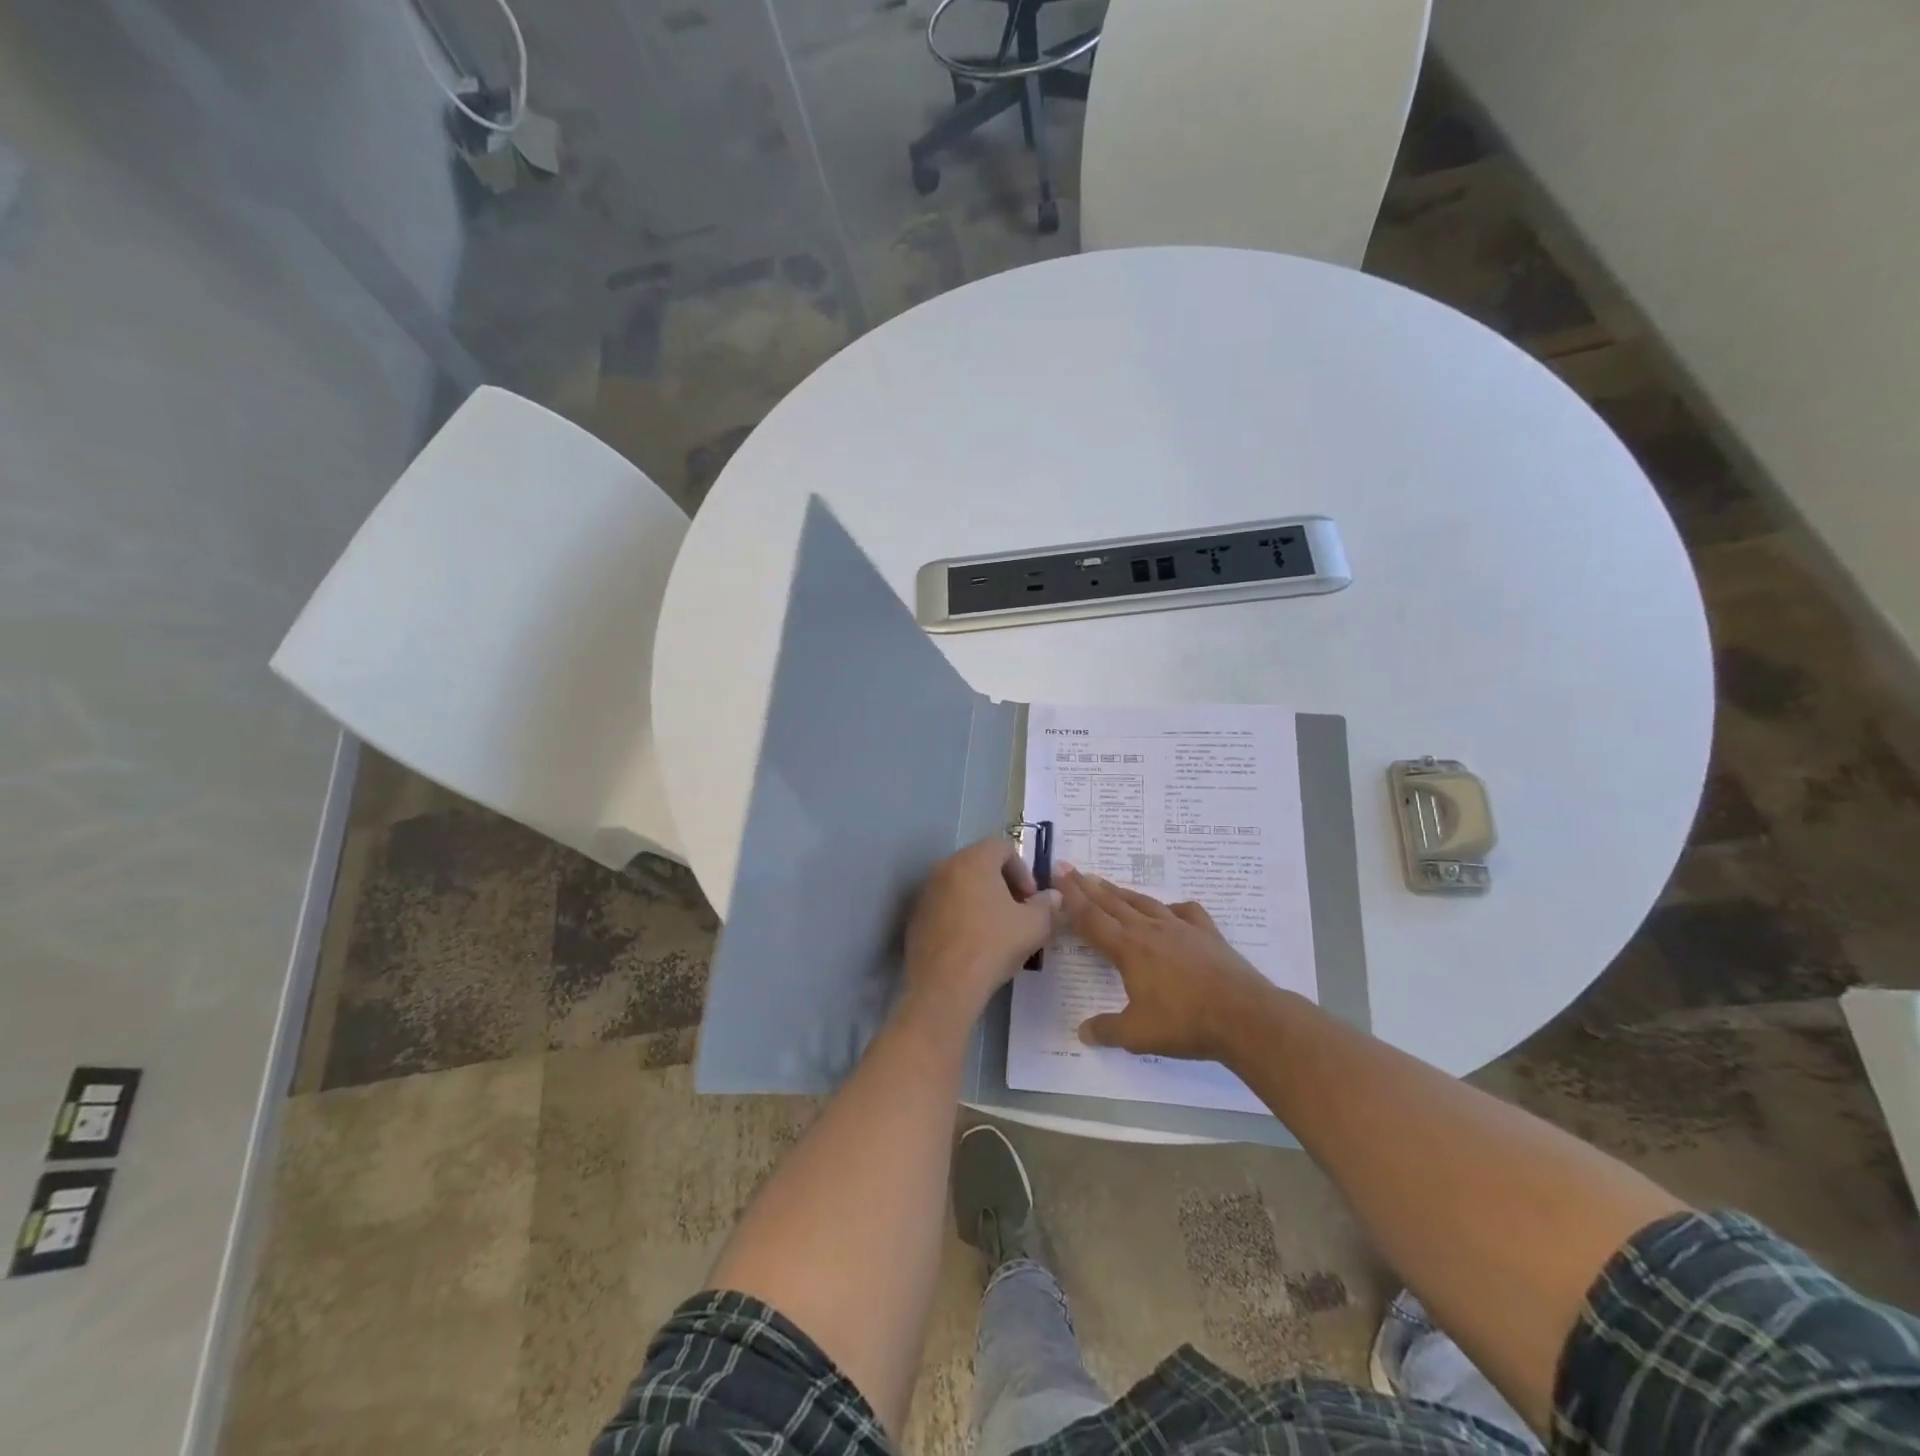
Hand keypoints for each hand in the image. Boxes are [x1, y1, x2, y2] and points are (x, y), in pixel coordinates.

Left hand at [900, 836, 1060, 1025]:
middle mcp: (946, 867)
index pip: (1003, 847)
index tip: (1031, 898)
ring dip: (981, 899)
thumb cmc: (993, 945)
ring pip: (961, 885)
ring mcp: (927, 891)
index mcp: (975, 860)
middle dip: (1003, 884)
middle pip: (980, 863)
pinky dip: (961, 915)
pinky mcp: (916, 916)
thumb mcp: (1034, 926)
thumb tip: (1053, 896)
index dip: (1023, 869)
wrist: (944, 985)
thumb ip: (1046, 905)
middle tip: (1018, 911)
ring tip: (997, 929)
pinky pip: (945, 905)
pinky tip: (972, 943)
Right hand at [1058, 865, 1276, 1060]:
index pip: (1092, 918)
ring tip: (1107, 884)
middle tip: (1071, 869)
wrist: (1244, 1016)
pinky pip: (1185, 912)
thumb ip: (1107, 1030)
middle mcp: (1150, 931)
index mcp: (1128, 949)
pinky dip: (1172, 907)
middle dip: (1089, 886)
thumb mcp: (1137, 1035)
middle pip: (1113, 903)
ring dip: (1122, 892)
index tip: (1059, 875)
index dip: (1072, 898)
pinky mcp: (1207, 934)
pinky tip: (1170, 910)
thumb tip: (1082, 1032)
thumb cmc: (1185, 1024)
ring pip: (1144, 902)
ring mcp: (1181, 928)